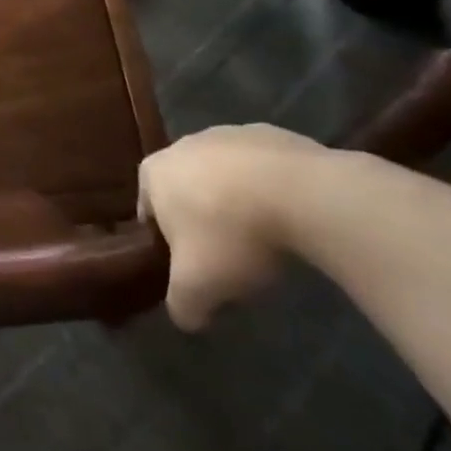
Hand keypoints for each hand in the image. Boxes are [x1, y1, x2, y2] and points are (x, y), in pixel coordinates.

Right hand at [139, 124, 333, 330]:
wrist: (302, 194)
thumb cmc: (231, 235)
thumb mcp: (197, 286)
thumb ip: (181, 305)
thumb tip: (186, 318)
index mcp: (154, 173)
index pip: (148, 209)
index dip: (165, 241)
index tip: (190, 265)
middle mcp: (184, 144)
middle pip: (186, 189)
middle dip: (202, 219)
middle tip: (228, 257)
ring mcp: (229, 133)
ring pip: (226, 176)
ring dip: (238, 202)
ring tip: (266, 240)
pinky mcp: (273, 133)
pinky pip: (264, 169)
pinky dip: (272, 189)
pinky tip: (292, 218)